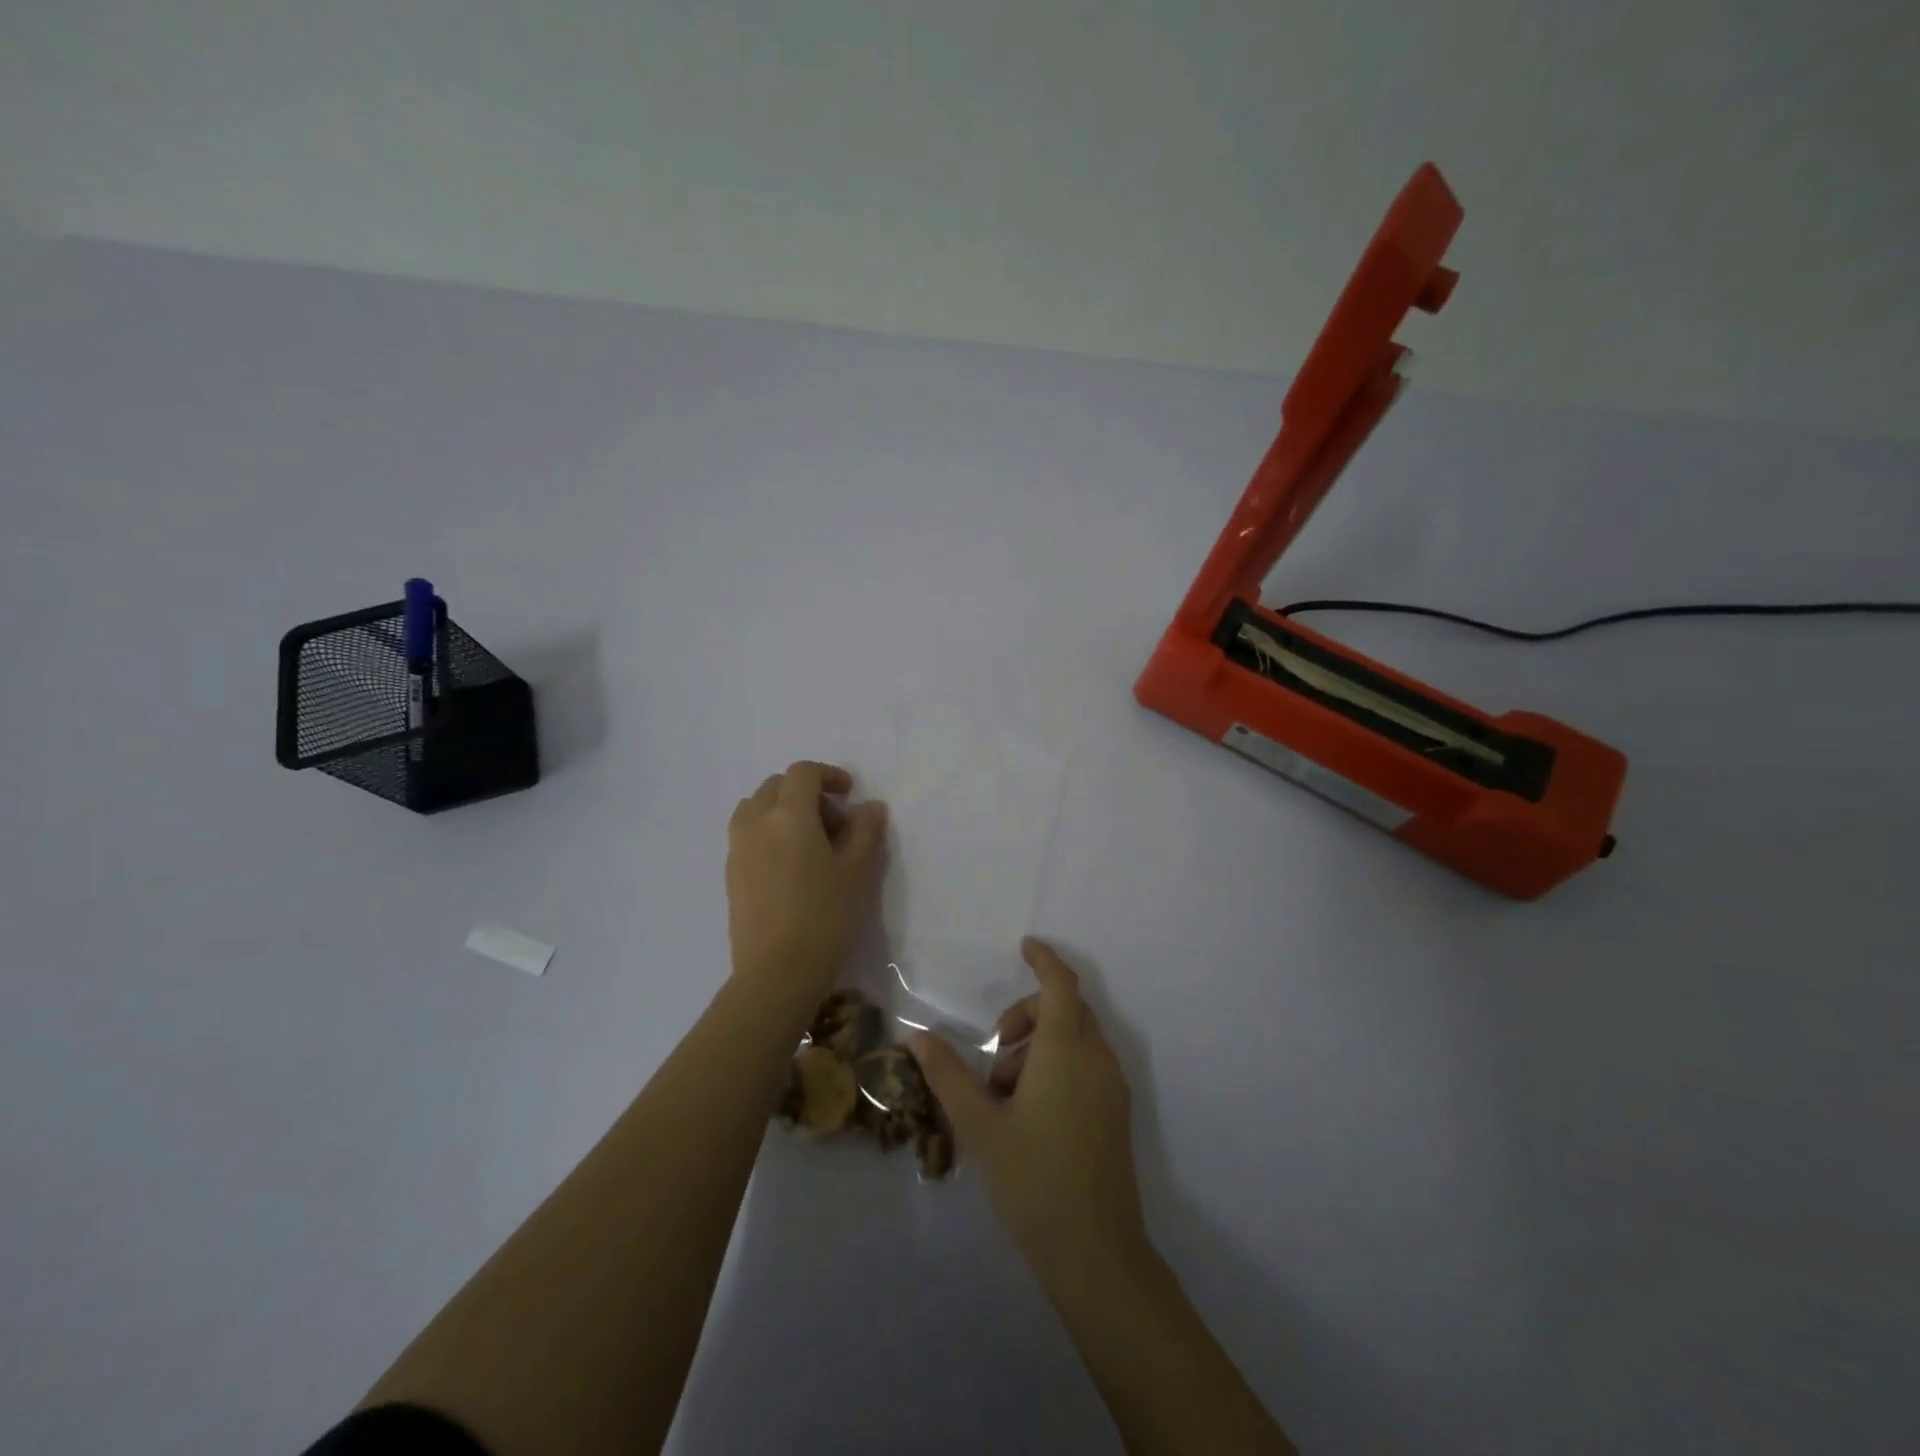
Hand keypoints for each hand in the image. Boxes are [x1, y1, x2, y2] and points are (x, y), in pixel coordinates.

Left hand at [726, 761, 887, 1006]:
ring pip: (756, 808)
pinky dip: (768, 832)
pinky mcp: (730, 874)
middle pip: (776, 786)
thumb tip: (870, 806)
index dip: (828, 774)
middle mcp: (756, 822)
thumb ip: (866, 830)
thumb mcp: (858, 871)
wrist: (777, 972)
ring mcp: (737, 848)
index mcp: (788, 814)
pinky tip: (789, 866)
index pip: (803, 773)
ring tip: (807, 841)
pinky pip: (747, 834)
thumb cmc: (825, 916)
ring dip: (782, 810)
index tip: (849, 794)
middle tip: (833, 822)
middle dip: (806, 793)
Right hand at [909, 938, 1148, 1280]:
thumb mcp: (980, 1124)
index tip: (1024, 946)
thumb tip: (916, 1035)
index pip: (1060, 984)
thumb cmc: (1033, 1178)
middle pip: (1067, 1009)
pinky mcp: (1117, 1112)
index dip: (1044, 959)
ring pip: (1077, 1038)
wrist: (1096, 1252)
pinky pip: (1087, 1064)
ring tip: (1006, 1095)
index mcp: (1065, 1050)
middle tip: (996, 1054)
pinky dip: (1059, 1065)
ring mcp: (1112, 1086)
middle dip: (1028, 1014)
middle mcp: (1096, 1058)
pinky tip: (1031, 1112)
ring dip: (1041, 1044)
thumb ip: (948, 1074)